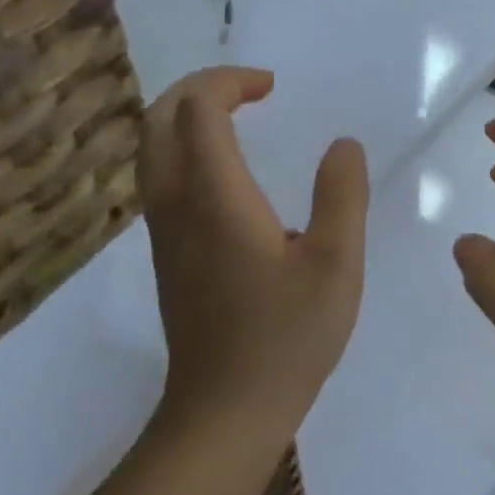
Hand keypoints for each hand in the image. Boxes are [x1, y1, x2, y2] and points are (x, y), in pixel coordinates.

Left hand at [138, 67, 368, 440]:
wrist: (225, 411)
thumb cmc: (287, 336)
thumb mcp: (336, 264)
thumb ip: (342, 196)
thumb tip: (343, 145)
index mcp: (215, 198)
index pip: (199, 110)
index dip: (230, 82)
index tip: (273, 87)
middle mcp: (176, 205)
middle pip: (158, 121)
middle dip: (198, 88)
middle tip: (248, 88)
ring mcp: (164, 233)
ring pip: (151, 150)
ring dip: (186, 117)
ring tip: (236, 116)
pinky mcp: (168, 256)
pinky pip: (160, 179)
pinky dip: (184, 149)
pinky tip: (227, 171)